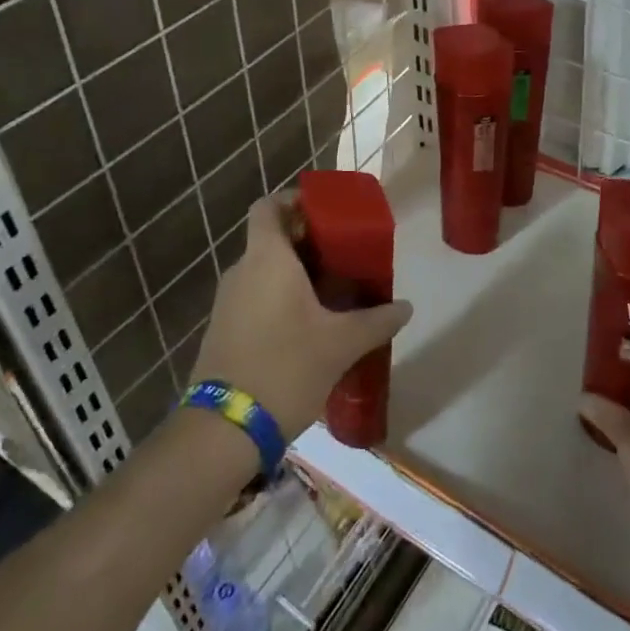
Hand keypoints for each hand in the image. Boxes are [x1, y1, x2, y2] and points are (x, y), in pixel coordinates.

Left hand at [189, 196, 412, 438]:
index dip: (294, 200)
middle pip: (271, 238)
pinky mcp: (223, 330)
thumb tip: (405, 307)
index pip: (269, 206)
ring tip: (333, 291)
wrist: (225, 430)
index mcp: (267, 259)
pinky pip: (255, 296)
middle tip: (345, 254)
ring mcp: (227, 302)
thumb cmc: (285, 368)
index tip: (326, 212)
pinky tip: (309, 324)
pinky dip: (280, 297)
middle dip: (307, 241)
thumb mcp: (341, 344)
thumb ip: (377, 321)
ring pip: (263, 270)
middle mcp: (242, 271)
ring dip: (295, 272)